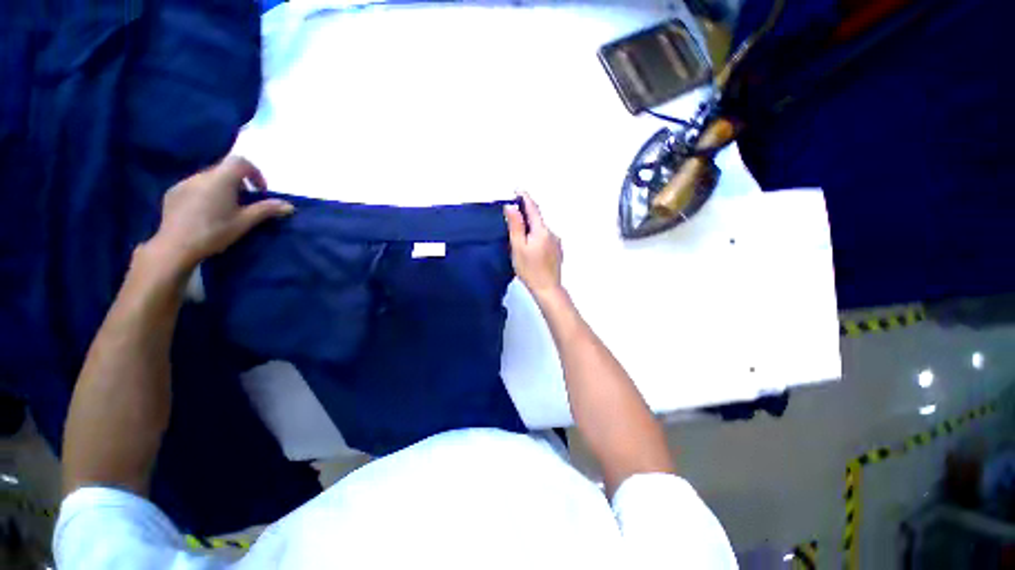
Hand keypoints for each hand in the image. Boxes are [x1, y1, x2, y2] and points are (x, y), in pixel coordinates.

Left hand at [147, 156, 293, 272]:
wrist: (176, 246)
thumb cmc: (215, 232)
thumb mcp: (245, 222)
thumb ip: (266, 210)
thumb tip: (289, 206)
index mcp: (220, 179)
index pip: (240, 161)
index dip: (254, 173)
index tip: (260, 190)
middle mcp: (201, 176)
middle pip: (224, 169)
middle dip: (239, 182)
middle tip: (245, 202)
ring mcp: (184, 183)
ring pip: (209, 178)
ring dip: (222, 187)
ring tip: (225, 208)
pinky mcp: (173, 193)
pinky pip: (194, 186)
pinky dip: (205, 193)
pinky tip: (205, 212)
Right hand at [504, 192, 562, 298]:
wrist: (547, 288)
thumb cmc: (530, 269)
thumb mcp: (518, 247)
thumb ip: (516, 226)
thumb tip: (512, 207)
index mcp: (542, 230)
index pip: (533, 208)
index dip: (525, 198)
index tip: (517, 189)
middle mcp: (552, 233)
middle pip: (537, 219)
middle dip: (526, 214)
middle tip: (513, 215)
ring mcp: (556, 242)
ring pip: (541, 229)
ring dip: (531, 227)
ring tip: (519, 236)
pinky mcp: (557, 251)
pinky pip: (545, 237)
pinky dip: (537, 236)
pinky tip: (530, 246)